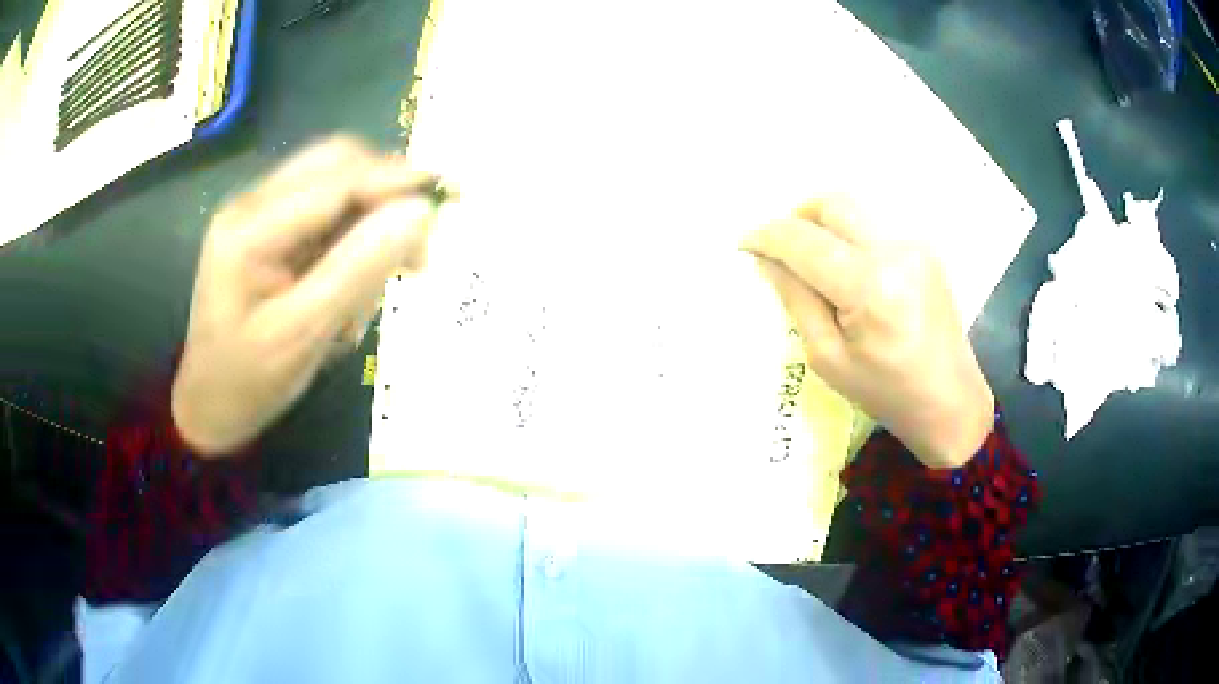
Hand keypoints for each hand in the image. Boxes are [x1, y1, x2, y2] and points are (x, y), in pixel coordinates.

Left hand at [172, 136, 438, 456]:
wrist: (211, 403)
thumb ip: (358, 268)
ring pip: (337, 183)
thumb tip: (421, 210)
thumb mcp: (304, 333)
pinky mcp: (272, 228)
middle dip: (385, 193)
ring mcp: (261, 212)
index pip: (336, 180)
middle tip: (416, 247)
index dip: (395, 180)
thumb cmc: (249, 380)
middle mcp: (254, 204)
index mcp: (250, 228)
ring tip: (381, 280)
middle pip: (336, 163)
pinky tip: (355, 282)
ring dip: (371, 219)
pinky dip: (354, 238)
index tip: (449, 197)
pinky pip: (327, 211)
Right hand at [742, 197, 993, 468]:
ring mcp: (915, 245)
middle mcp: (895, 251)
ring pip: (855, 210)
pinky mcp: (926, 249)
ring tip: (814, 261)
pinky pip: (876, 226)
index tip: (744, 244)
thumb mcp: (828, 357)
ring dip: (824, 225)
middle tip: (781, 249)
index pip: (804, 241)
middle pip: (832, 203)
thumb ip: (796, 300)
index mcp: (870, 286)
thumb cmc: (887, 393)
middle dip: (797, 217)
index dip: (767, 237)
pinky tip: (850, 271)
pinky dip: (851, 236)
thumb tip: (768, 261)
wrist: (950, 401)